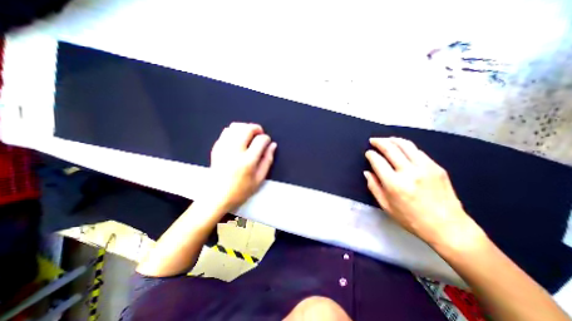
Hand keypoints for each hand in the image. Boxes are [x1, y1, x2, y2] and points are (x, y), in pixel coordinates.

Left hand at [207, 122, 277, 212]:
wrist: (217, 196)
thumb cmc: (241, 190)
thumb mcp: (259, 179)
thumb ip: (267, 160)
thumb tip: (273, 145)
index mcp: (247, 161)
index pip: (260, 140)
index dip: (266, 138)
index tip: (267, 141)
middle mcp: (235, 151)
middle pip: (247, 129)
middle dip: (256, 128)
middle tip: (259, 134)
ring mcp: (223, 148)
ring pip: (235, 127)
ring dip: (245, 127)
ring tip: (249, 135)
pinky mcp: (216, 148)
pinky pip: (226, 131)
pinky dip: (234, 131)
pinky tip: (238, 139)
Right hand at [363, 138, 483, 250]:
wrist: (448, 227)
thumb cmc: (411, 219)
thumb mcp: (386, 206)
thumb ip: (374, 187)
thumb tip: (367, 172)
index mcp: (394, 184)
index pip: (378, 161)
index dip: (371, 155)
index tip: (368, 153)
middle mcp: (409, 172)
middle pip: (391, 149)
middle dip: (379, 142)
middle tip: (373, 140)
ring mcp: (425, 168)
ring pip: (406, 145)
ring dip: (393, 140)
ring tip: (386, 139)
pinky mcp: (436, 167)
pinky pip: (418, 151)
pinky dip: (406, 146)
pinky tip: (402, 148)